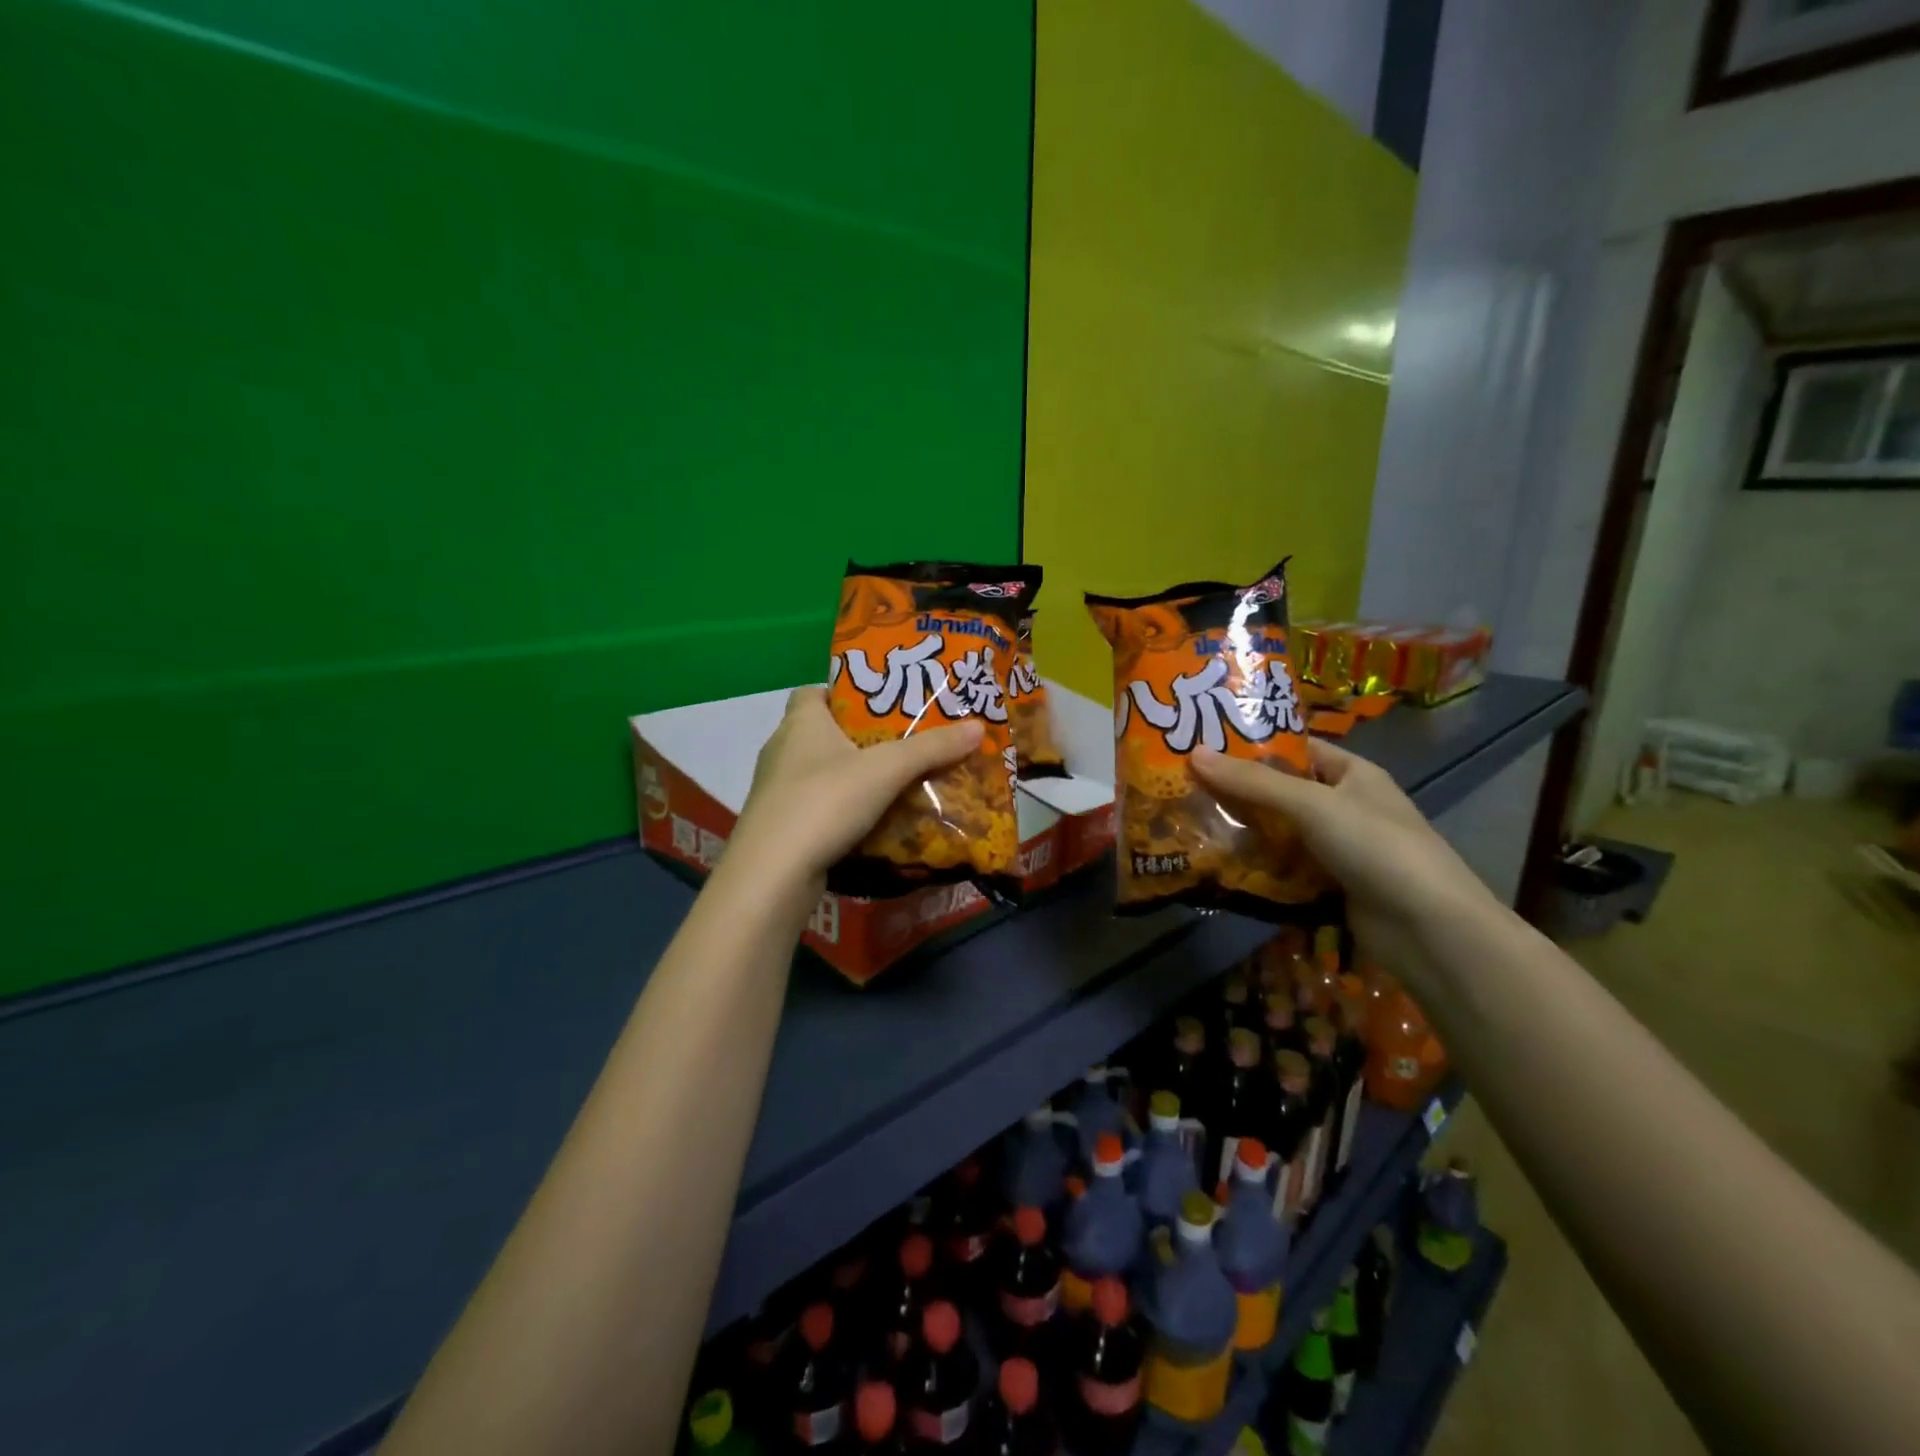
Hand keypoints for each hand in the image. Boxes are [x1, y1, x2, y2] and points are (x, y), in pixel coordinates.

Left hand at [724, 687, 983, 895]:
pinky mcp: (779, 827)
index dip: (843, 693)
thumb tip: (978, 726)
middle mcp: (782, 749)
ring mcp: (776, 791)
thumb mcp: (886, 770)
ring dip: (852, 776)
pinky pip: (817, 807)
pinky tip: (872, 821)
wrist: (773, 874)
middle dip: (859, 738)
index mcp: (800, 722)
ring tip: (895, 782)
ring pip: (820, 772)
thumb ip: (931, 748)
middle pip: (821, 733)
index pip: (813, 691)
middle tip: (903, 743)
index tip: (879, 704)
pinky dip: (842, 809)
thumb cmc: (825, 801)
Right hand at [1191, 739, 1495, 981]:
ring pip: (1279, 833)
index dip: (1252, 744)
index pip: (1296, 748)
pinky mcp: (1330, 886)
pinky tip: (1218, 866)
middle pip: (1281, 792)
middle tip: (1182, 786)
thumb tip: (1194, 753)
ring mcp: (1338, 849)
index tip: (1203, 744)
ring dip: (1243, 832)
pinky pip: (1285, 869)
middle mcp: (1345, 806)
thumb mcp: (1312, 804)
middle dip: (1237, 791)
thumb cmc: (1376, 847)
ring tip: (1188, 824)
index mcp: (1352, 774)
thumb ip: (1254, 782)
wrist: (1430, 931)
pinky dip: (1257, 867)